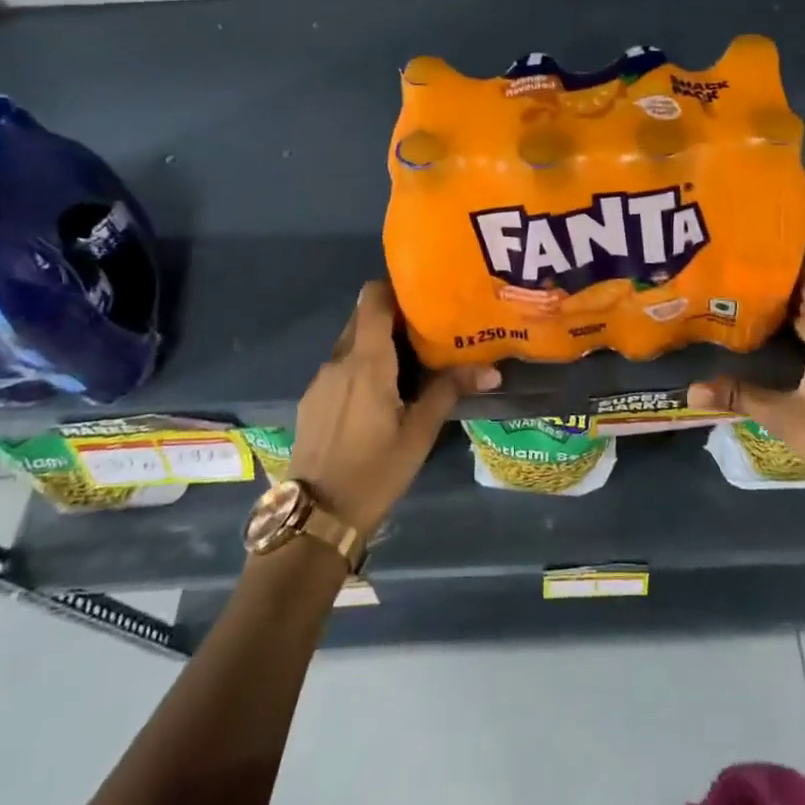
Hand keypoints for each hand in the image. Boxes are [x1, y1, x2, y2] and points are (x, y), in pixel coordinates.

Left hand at [290, 281, 498, 534]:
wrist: (317, 517)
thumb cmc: (375, 471)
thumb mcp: (419, 433)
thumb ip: (449, 391)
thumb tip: (492, 369)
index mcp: (366, 360)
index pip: (373, 297)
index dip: (397, 287)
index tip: (425, 297)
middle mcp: (338, 360)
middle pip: (363, 317)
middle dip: (393, 316)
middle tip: (428, 329)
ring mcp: (320, 380)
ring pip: (351, 342)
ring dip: (377, 343)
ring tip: (410, 362)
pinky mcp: (312, 400)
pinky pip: (340, 367)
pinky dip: (361, 366)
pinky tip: (380, 395)